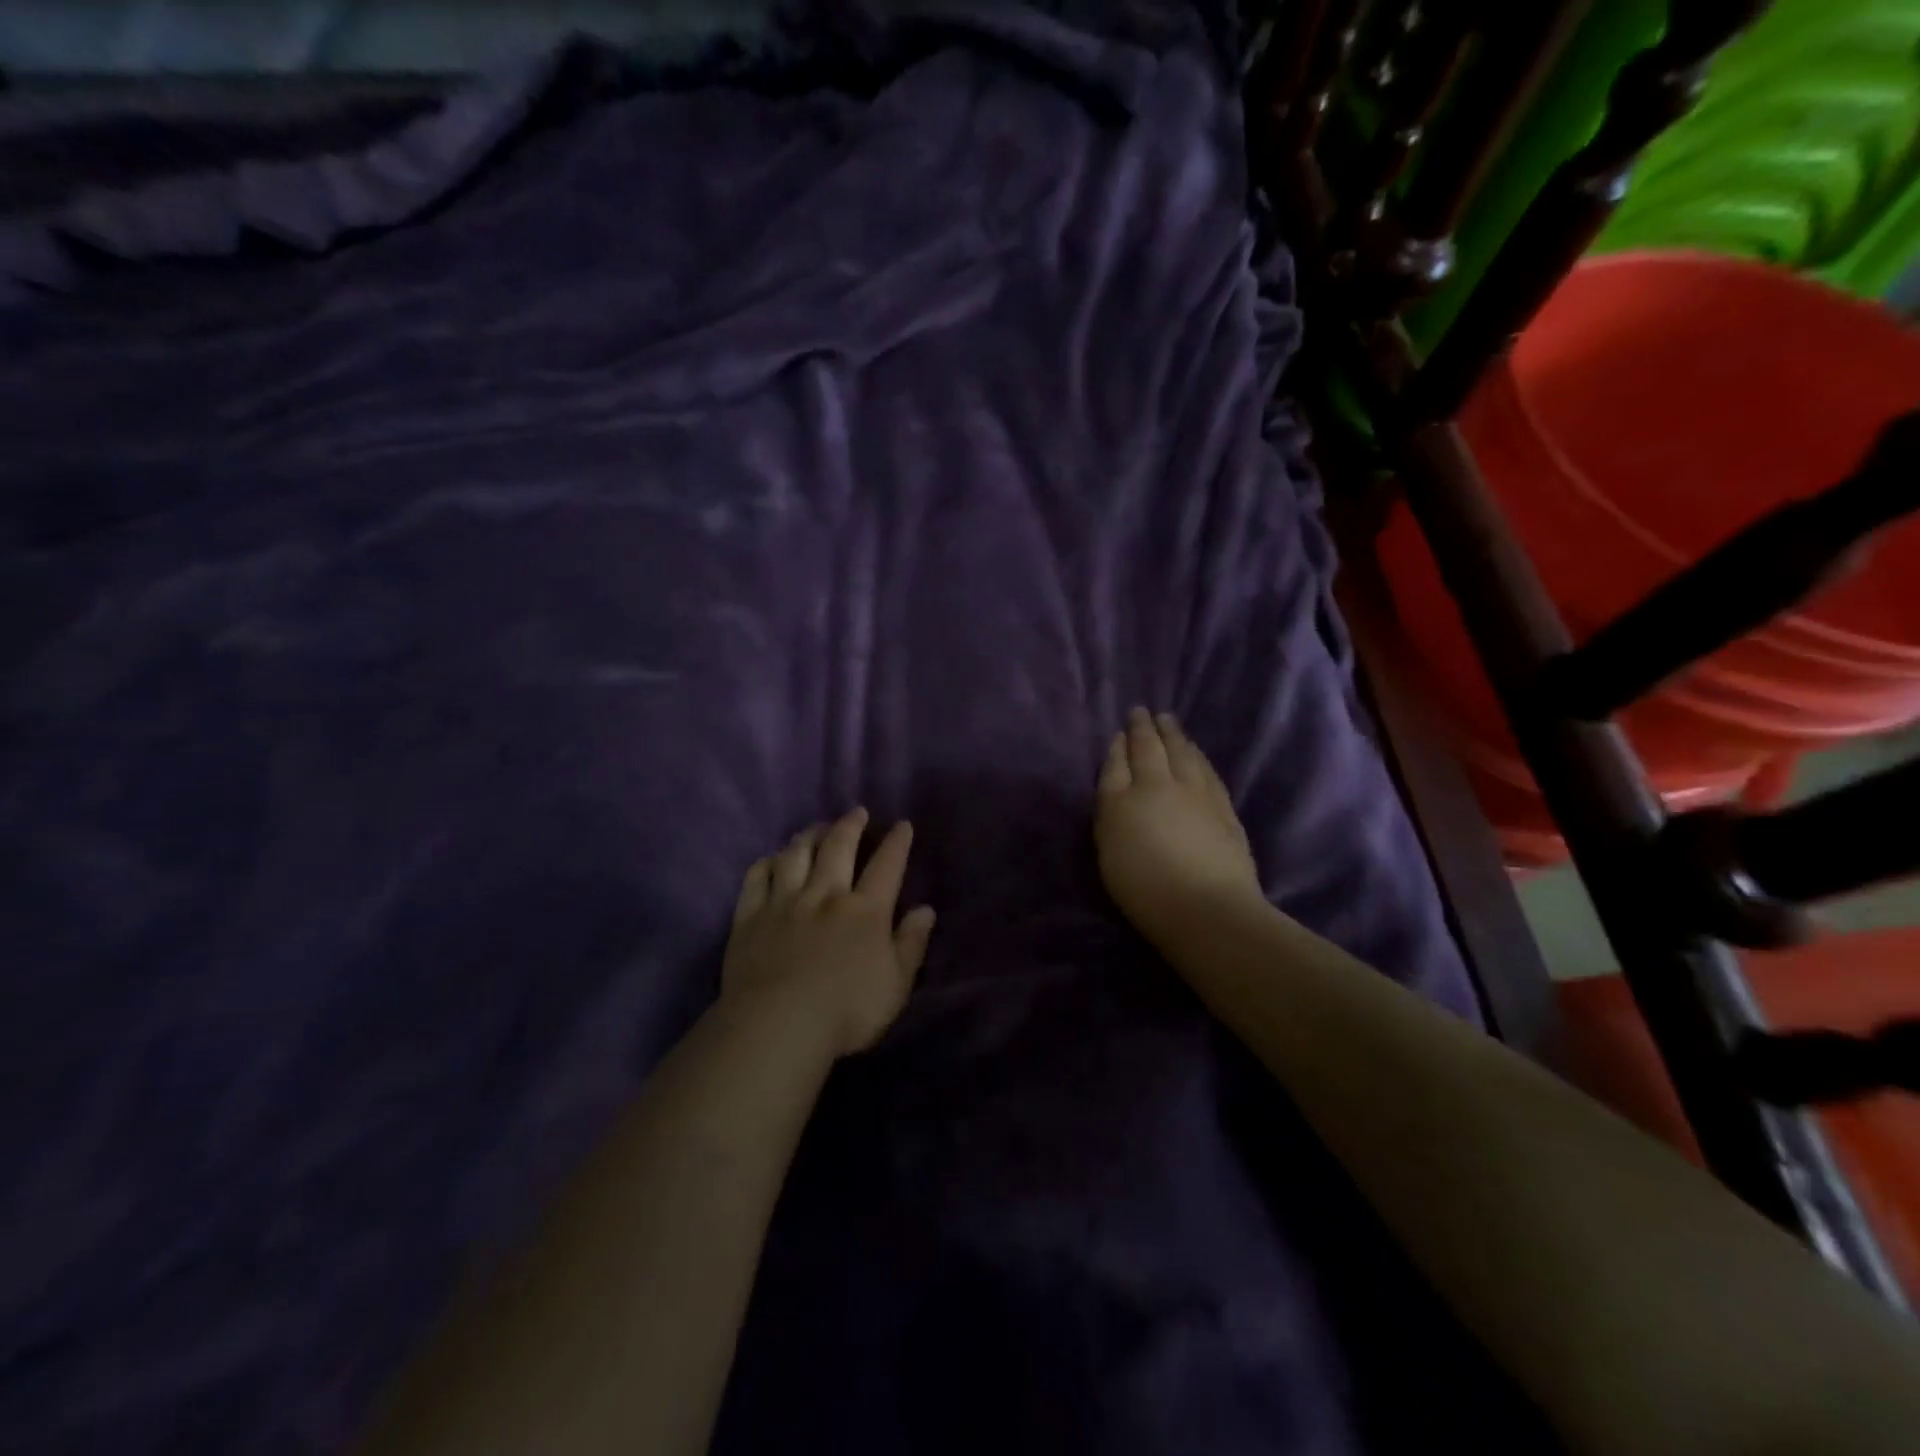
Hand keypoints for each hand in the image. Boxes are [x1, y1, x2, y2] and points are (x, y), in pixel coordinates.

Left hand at [723, 809, 936, 1057]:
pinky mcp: (750, 917)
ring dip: (809, 836)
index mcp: (865, 911)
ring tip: (816, 827)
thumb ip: (911, 944)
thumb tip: (926, 909)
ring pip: (796, 855)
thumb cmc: (846, 1012)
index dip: (897, 842)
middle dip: (850, 825)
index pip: (886, 866)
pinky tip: (772, 859)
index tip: (902, 824)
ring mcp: (783, 903)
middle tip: (856, 812)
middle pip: (838, 848)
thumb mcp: (895, 985)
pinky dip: (766, 863)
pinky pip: (756, 878)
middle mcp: (825, 895)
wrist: (777, 1026)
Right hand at [1095, 708, 1262, 941]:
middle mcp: (1160, 785)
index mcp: (1124, 798)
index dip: (1119, 746)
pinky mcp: (1223, 807)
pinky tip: (1196, 753)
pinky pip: (1206, 769)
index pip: (1118, 763)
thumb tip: (1119, 775)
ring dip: (1174, 735)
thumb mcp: (1109, 849)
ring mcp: (1196, 794)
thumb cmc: (1145, 888)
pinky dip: (1197, 755)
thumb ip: (1111, 808)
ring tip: (1169, 722)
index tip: (1121, 731)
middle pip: (1151, 748)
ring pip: (1183, 753)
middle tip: (1142, 712)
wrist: (1206, 908)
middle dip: (1145, 728)